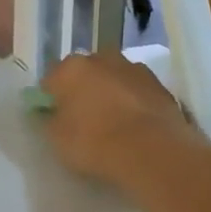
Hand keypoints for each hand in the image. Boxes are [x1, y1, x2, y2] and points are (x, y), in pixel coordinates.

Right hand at [41, 51, 196, 189]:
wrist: (152, 151)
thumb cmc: (94, 142)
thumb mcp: (57, 139)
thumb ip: (50, 120)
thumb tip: (52, 112)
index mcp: (71, 68)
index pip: (50, 80)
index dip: (50, 99)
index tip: (54, 117)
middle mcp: (102, 59)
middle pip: (85, 73)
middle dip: (82, 90)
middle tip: (83, 118)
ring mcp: (134, 69)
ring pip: (114, 78)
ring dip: (111, 92)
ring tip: (112, 122)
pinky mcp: (160, 85)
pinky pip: (137, 91)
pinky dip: (133, 102)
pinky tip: (134, 125)